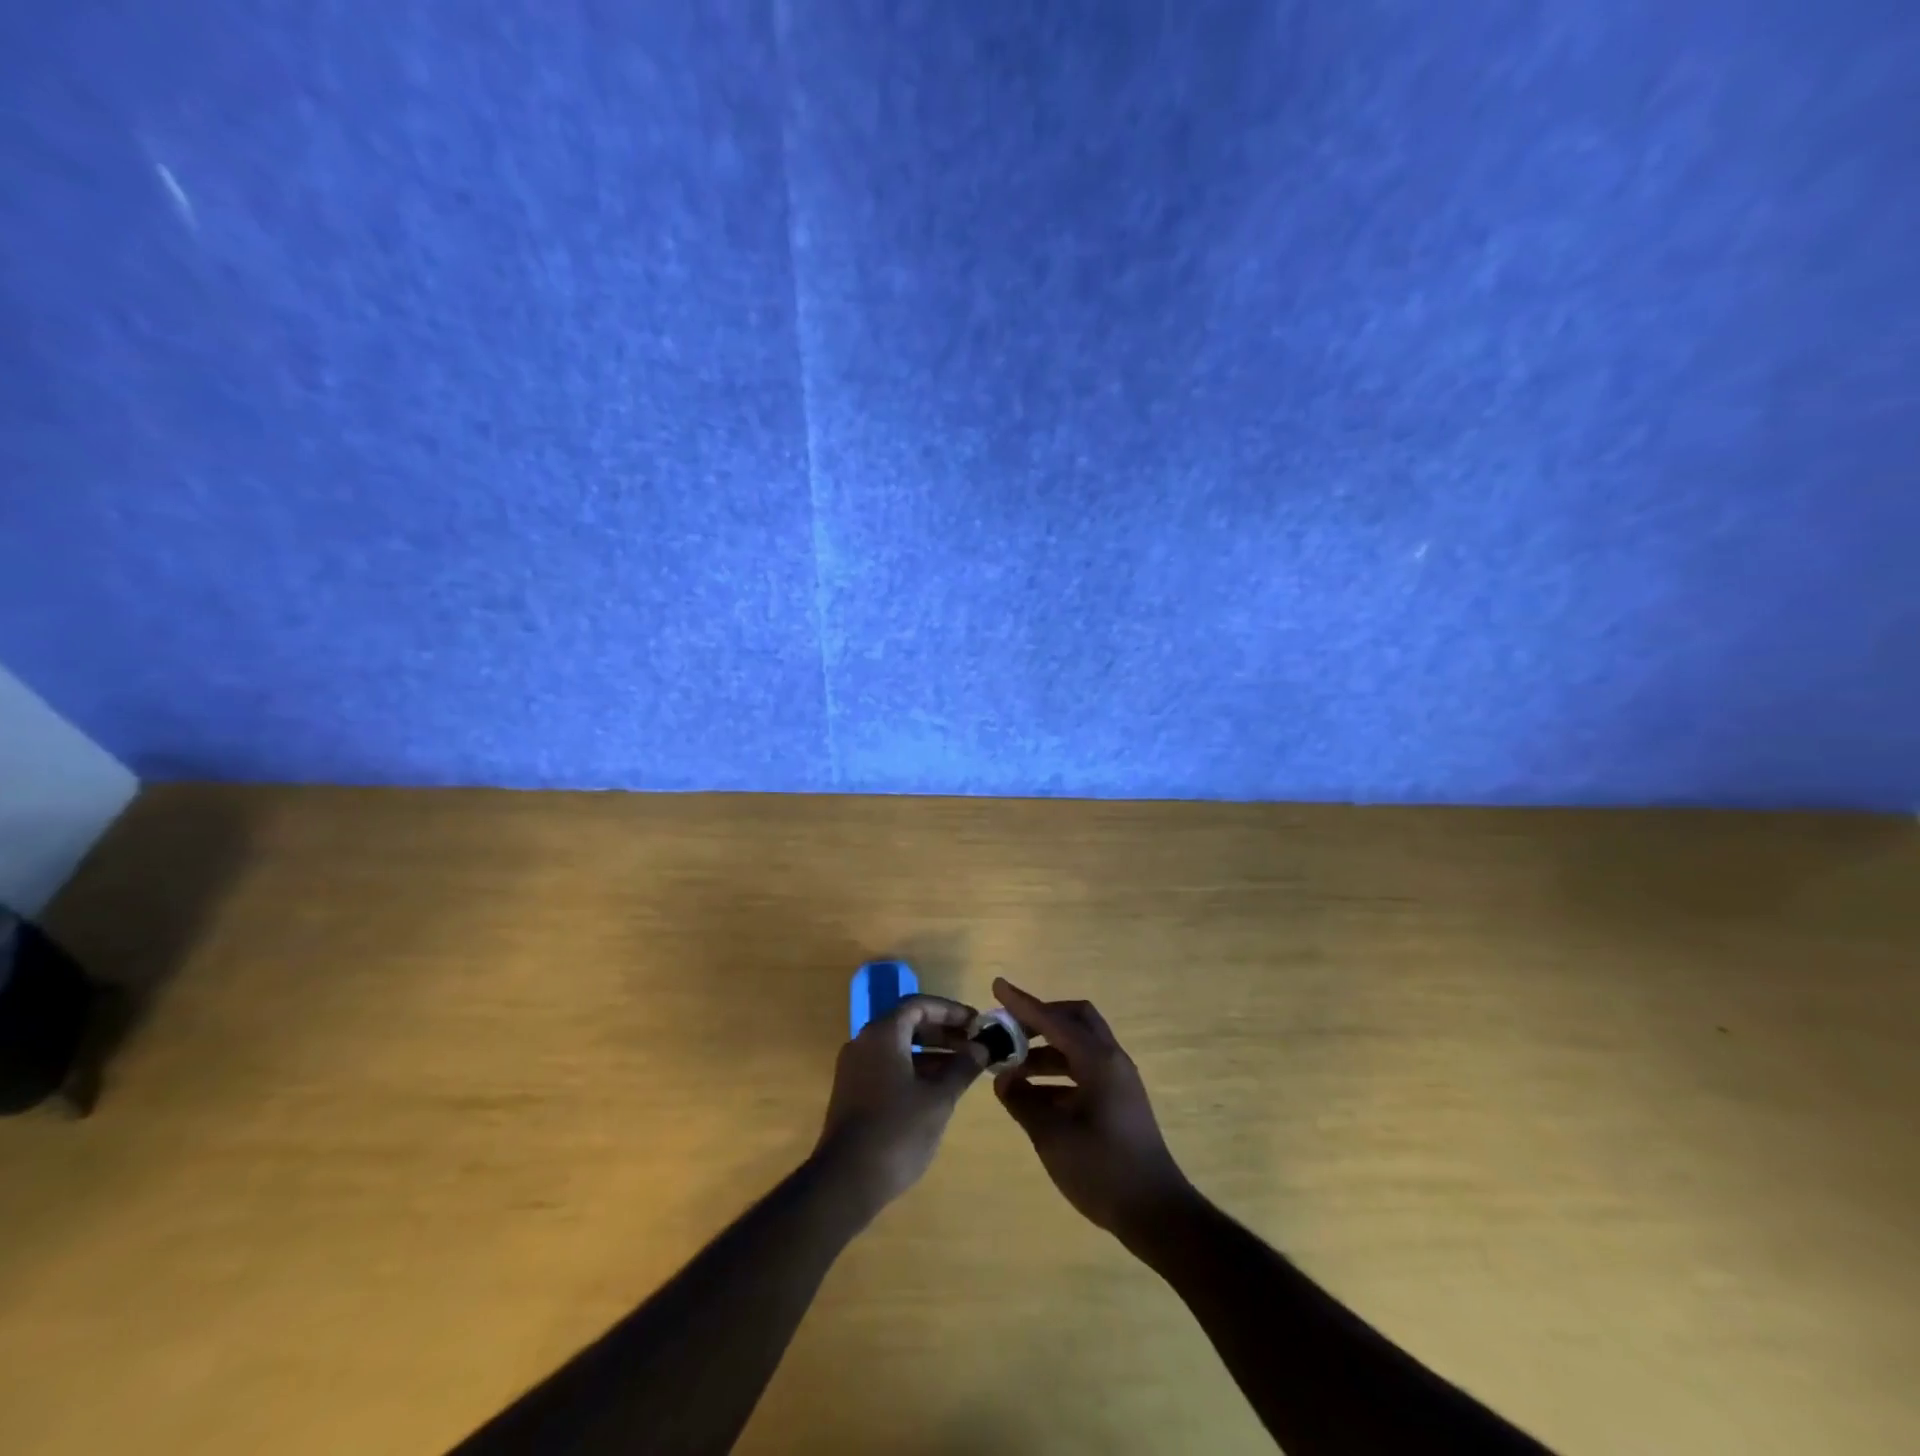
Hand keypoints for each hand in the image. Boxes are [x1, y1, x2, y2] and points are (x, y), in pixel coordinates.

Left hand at [814, 995, 988, 1217]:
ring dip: (932, 1053)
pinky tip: (938, 1089)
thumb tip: (982, 1048)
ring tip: (964, 1068)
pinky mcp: (853, 1092)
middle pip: (908, 1023)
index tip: (977, 1024)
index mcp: (882, 1034)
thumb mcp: (938, 1099)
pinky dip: (915, 1069)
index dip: (951, 1011)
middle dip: (943, 1032)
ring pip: (899, 1047)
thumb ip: (962, 1068)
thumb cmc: (896, 1131)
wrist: (845, 1182)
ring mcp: (856, 1068)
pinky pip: (889, 1066)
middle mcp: (865, 1043)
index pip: (919, 1005)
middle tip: (974, 1045)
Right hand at [991, 977, 1193, 1240]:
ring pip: (1078, 1047)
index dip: (1022, 1004)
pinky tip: (1034, 1097)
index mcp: (1098, 1060)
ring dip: (1045, 1052)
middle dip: (1040, 1020)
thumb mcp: (1052, 1136)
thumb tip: (1003, 1081)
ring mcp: (1118, 1081)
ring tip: (1012, 1072)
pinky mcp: (1119, 1101)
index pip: (1053, 1020)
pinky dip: (1058, 1074)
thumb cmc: (1102, 1170)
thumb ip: (1023, 1102)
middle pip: (1074, 1020)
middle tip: (1009, 1032)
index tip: (997, 985)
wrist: (1156, 1214)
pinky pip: (1084, 1071)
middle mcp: (1111, 1060)